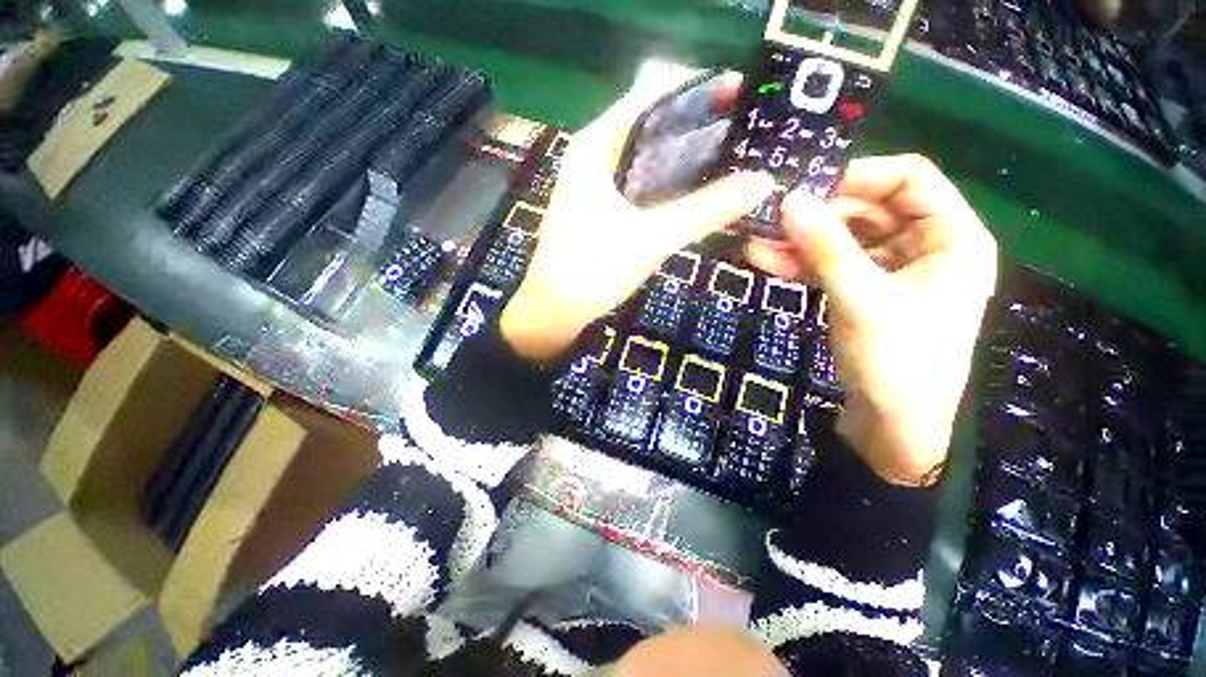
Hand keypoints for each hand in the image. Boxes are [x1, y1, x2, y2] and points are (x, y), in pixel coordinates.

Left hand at [501, 74, 774, 361]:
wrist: (554, 311)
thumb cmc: (592, 270)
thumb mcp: (651, 238)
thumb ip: (704, 210)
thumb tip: (761, 182)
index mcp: (597, 144)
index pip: (653, 91)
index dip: (699, 89)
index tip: (742, 98)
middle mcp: (594, 153)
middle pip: (652, 122)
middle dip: (698, 124)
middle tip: (744, 133)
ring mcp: (595, 182)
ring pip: (647, 154)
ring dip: (684, 155)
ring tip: (730, 158)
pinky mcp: (600, 206)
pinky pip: (641, 181)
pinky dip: (668, 182)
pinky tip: (694, 191)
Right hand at [746, 155, 996, 485]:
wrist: (894, 424)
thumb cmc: (898, 361)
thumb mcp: (861, 299)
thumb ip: (826, 248)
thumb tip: (789, 201)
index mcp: (950, 237)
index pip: (909, 178)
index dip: (859, 176)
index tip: (808, 188)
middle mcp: (924, 246)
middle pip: (868, 209)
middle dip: (818, 214)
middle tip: (771, 219)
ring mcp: (890, 270)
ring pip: (843, 239)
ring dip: (800, 240)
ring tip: (755, 240)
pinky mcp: (863, 291)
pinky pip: (831, 265)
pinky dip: (800, 263)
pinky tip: (765, 260)